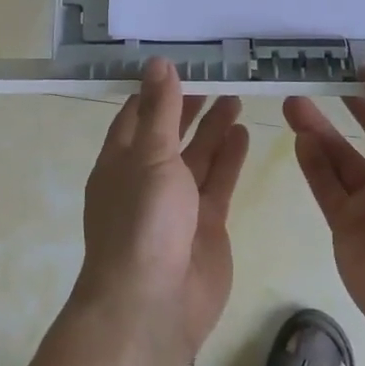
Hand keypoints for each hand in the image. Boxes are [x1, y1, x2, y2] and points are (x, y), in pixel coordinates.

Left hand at [78, 59, 249, 357]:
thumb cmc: (142, 221)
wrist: (154, 304)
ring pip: (198, 156)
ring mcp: (177, 203)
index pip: (136, 115)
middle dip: (189, 106)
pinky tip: (244, 132)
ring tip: (236, 96)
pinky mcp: (206, 223)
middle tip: (217, 75)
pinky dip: (230, 158)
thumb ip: (160, 111)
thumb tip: (159, 63)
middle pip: (170, 133)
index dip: (156, 89)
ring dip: (214, 128)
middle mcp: (146, 178)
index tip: (180, 61)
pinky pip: (218, 181)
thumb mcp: (149, 156)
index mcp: (120, 161)